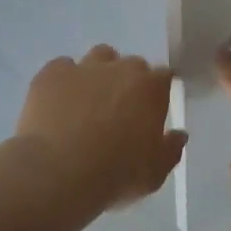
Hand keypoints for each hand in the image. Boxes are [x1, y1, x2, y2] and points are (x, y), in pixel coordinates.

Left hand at [16, 46, 186, 209]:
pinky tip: (57, 103)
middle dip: (128, 82)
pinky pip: (61, 68)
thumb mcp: (154, 173)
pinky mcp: (51, 74)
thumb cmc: (116, 174)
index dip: (157, 92)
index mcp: (152, 87)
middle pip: (131, 65)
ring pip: (99, 56)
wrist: (59, 173)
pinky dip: (63, 81)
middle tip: (118, 111)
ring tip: (88, 101)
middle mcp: (121, 68)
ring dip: (99, 72)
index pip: (164, 76)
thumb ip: (171, 150)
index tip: (151, 111)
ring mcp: (85, 67)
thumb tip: (178, 135)